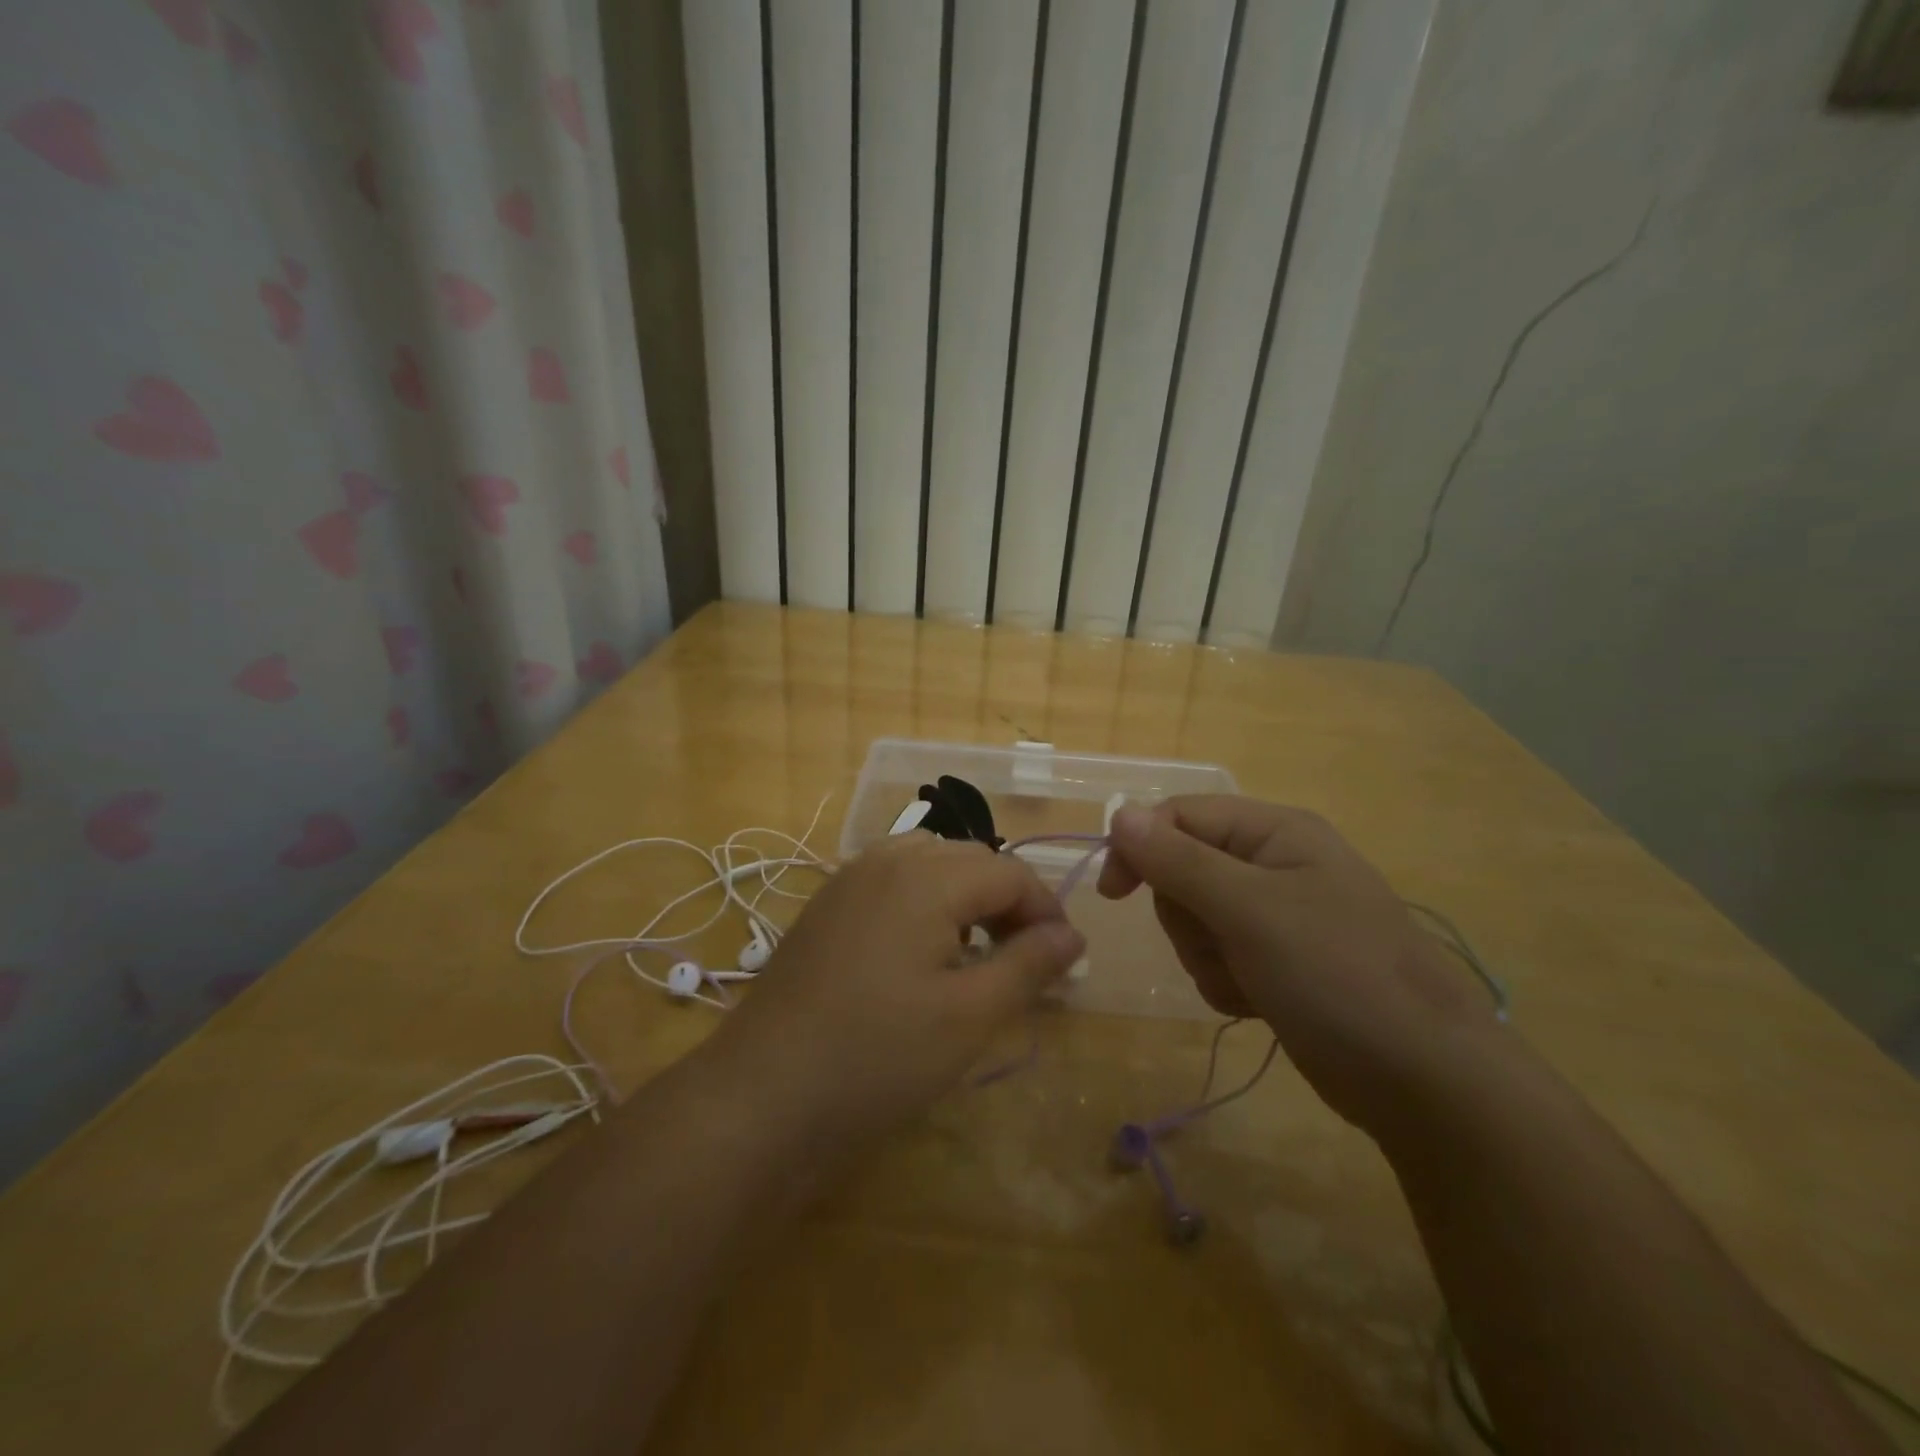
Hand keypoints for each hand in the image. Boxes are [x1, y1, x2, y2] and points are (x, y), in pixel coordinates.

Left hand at [706, 834, 1084, 1146]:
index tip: (1064, 960)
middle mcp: (886, 859)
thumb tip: (1073, 935)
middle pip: (970, 859)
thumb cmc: (878, 1056)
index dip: (1046, 910)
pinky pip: (892, 881)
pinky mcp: (826, 905)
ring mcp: (849, 879)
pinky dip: (924, 901)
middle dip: (1008, 901)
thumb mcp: (969, 1016)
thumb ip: (1028, 965)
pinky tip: (921, 951)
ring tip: (977, 951)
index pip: (1009, 872)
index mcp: (927, 876)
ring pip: (929, 863)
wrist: (762, 1096)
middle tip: (1025, 959)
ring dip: (965, 896)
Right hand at [1097, 797, 1502, 1133]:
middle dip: (1187, 917)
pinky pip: (1217, 956)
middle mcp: (1274, 863)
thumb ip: (1179, 860)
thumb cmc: (1338, 976)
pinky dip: (1225, 982)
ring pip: (1194, 919)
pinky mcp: (1278, 961)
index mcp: (1275, 832)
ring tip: (1248, 982)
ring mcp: (1277, 915)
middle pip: (1182, 870)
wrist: (1425, 1081)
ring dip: (1206, 956)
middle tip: (1221, 945)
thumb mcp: (1249, 911)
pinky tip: (1257, 1004)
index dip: (1140, 848)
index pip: (1179, 816)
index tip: (1115, 895)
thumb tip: (1118, 813)